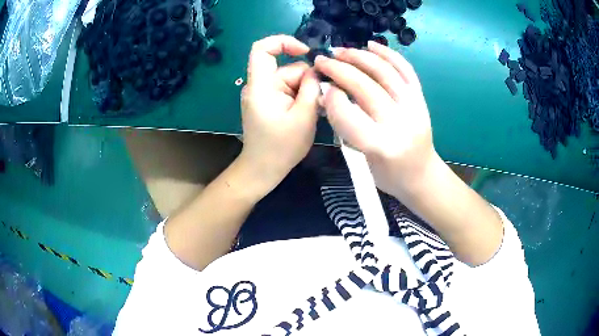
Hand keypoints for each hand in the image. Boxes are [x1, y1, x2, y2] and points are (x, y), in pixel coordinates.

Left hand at [239, 35, 320, 192]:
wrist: (262, 170)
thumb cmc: (281, 147)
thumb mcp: (303, 116)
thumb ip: (310, 88)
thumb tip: (315, 70)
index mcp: (260, 86)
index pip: (262, 49)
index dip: (284, 42)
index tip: (306, 53)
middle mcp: (258, 86)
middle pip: (285, 69)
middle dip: (306, 81)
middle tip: (319, 101)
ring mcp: (262, 95)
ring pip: (289, 81)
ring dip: (304, 92)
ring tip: (312, 112)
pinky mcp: (267, 103)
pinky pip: (286, 91)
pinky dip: (299, 98)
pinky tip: (306, 113)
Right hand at [314, 41, 437, 196]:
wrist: (422, 176)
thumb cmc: (389, 174)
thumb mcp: (362, 159)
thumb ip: (345, 127)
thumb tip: (328, 94)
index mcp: (382, 146)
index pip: (349, 115)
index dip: (331, 98)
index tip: (321, 88)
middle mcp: (400, 123)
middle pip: (365, 88)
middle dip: (339, 70)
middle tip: (322, 60)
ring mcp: (414, 107)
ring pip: (385, 72)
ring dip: (359, 56)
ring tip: (341, 50)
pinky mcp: (421, 98)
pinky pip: (405, 69)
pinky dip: (388, 54)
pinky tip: (371, 45)